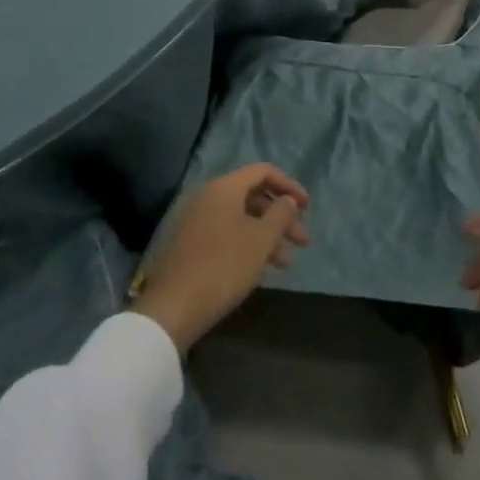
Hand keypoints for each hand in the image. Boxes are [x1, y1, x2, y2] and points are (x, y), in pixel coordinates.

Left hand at [135, 165, 310, 352]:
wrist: (173, 307)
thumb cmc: (224, 267)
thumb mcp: (261, 240)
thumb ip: (280, 215)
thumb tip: (288, 200)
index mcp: (224, 188)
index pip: (263, 172)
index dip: (289, 186)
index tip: (307, 208)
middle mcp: (208, 196)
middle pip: (253, 196)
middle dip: (281, 217)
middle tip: (301, 242)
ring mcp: (197, 220)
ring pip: (241, 218)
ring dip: (267, 235)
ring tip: (285, 264)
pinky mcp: (191, 243)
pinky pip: (227, 233)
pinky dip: (247, 244)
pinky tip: (259, 268)